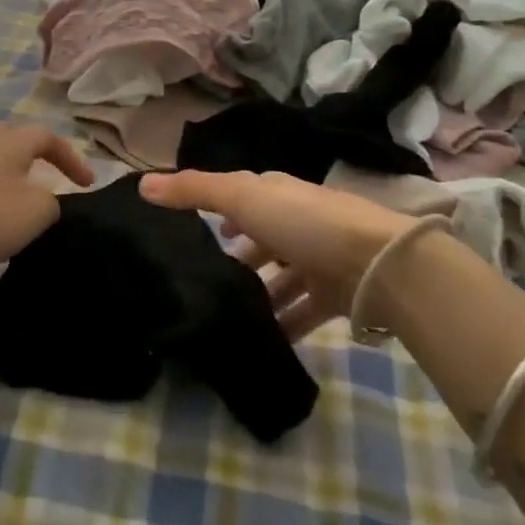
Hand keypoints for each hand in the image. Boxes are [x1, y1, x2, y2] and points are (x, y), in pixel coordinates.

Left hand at [0, 125, 93, 312]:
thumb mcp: (37, 211)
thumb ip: (52, 200)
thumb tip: (43, 199)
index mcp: (10, 140)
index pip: (49, 137)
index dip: (73, 159)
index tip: (87, 185)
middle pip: (18, 140)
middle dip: (40, 157)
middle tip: (55, 177)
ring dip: (16, 175)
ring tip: (27, 198)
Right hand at [140, 170, 410, 340]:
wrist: (380, 265)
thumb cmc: (306, 223)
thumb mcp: (242, 198)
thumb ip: (194, 191)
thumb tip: (143, 184)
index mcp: (278, 195)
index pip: (244, 199)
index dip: (222, 212)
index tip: (196, 234)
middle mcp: (299, 223)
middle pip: (263, 241)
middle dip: (239, 259)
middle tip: (205, 285)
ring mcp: (320, 260)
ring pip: (281, 280)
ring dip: (259, 296)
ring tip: (227, 319)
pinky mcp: (336, 296)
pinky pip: (302, 312)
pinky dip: (284, 325)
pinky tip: (261, 341)